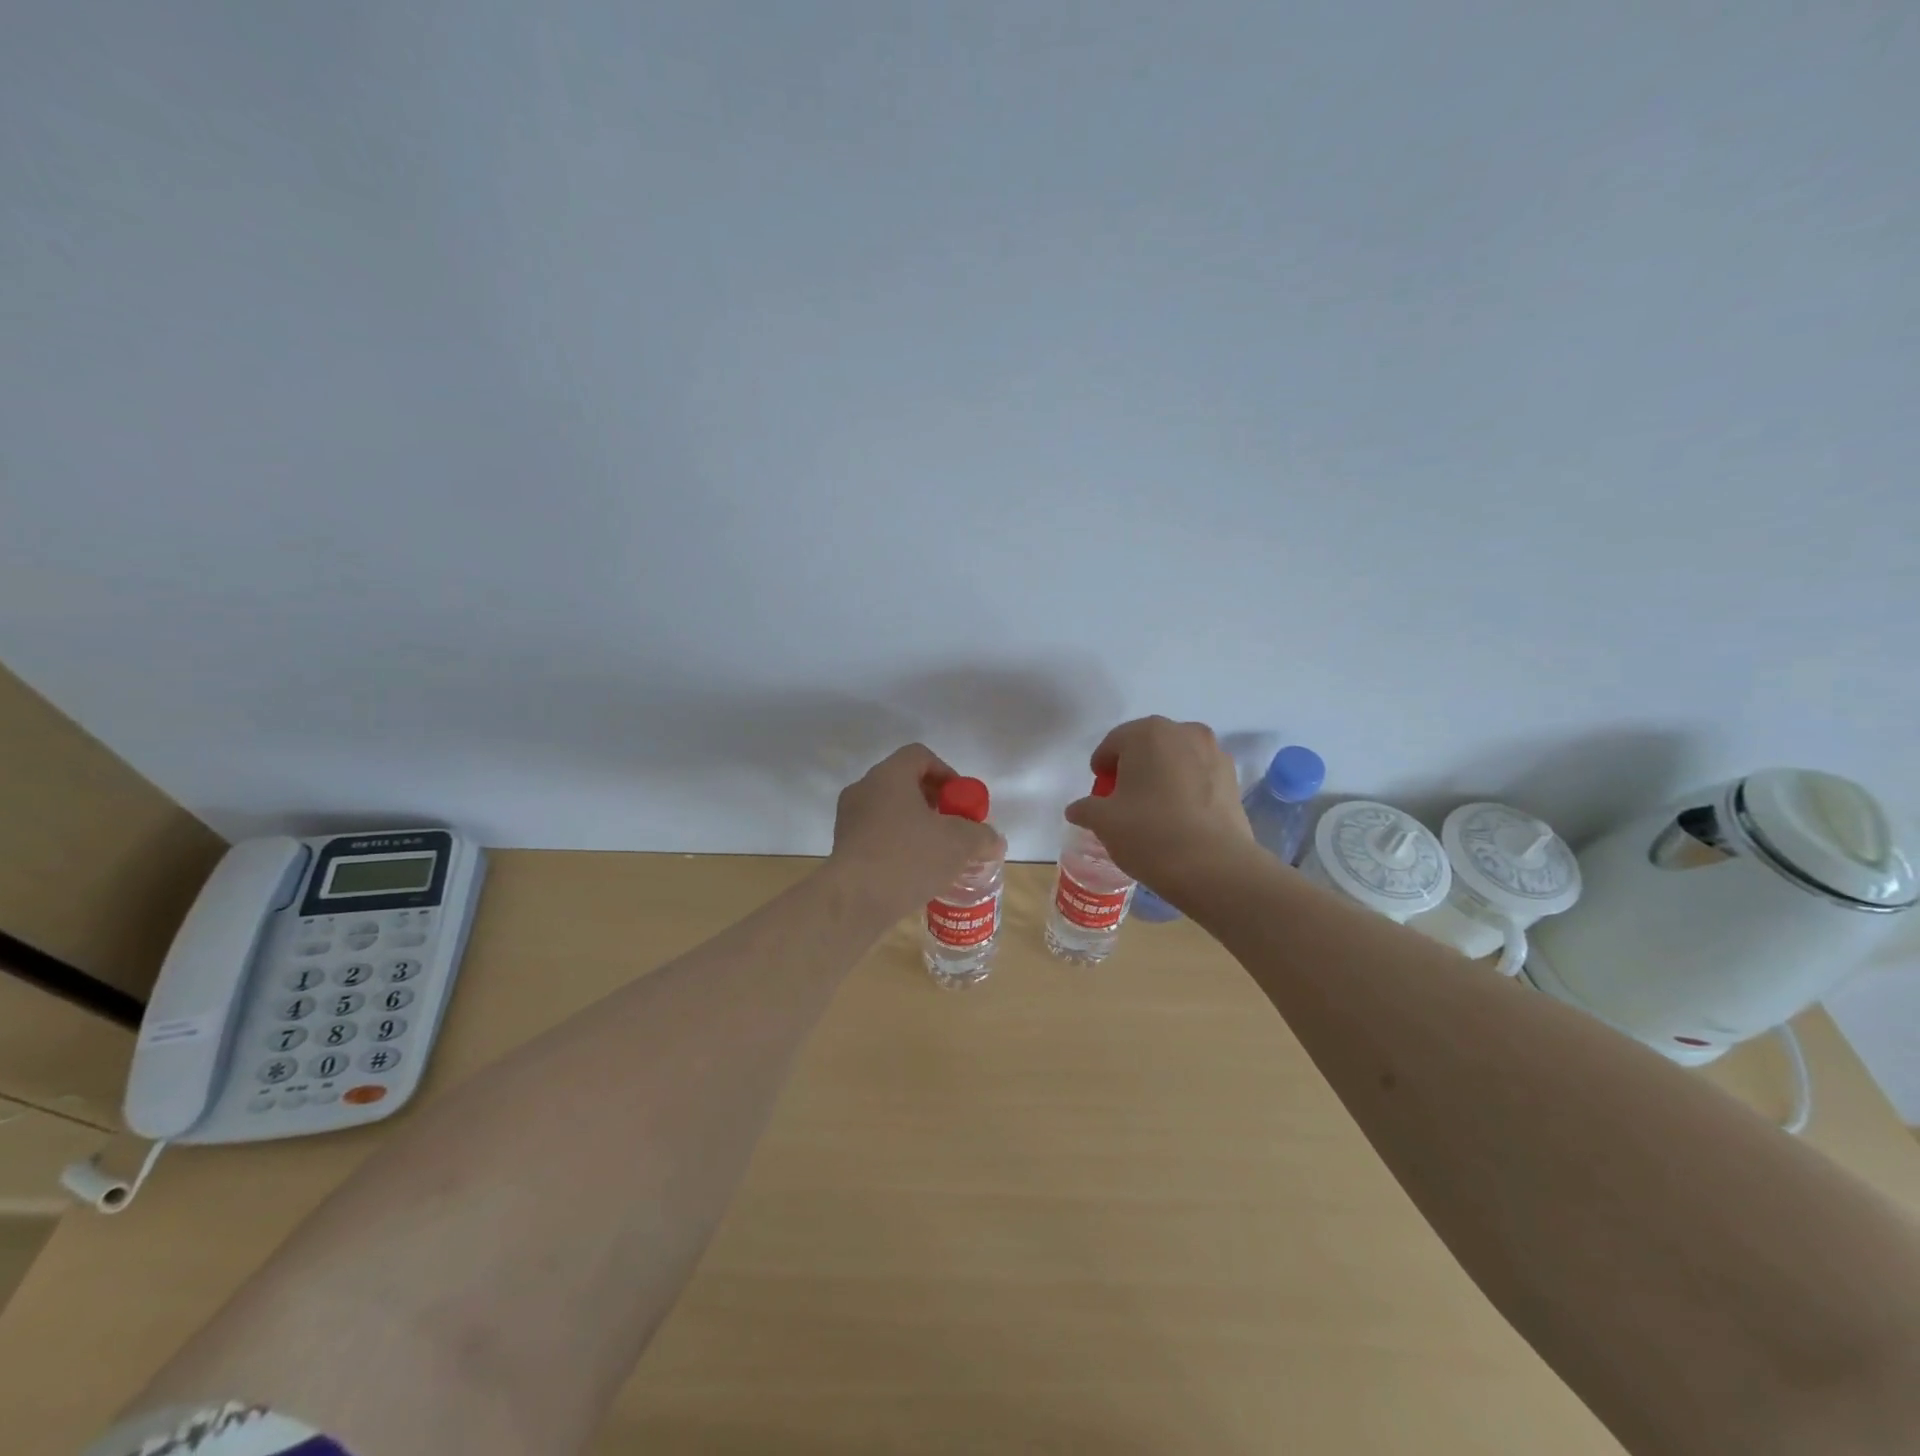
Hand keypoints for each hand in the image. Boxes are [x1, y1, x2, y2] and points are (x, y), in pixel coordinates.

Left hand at [828, 744, 1003, 918]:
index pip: (920, 755)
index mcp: (889, 776)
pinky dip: (898, 844)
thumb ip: (981, 836)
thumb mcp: (958, 844)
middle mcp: (864, 789)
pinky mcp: (843, 847)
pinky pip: (877, 835)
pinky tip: (915, 871)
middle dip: (934, 803)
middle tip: (954, 827)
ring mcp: (849, 819)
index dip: (947, 773)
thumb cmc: (908, 857)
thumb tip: (994, 841)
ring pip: (890, 811)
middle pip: (905, 783)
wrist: (854, 900)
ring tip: (937, 853)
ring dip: (916, 826)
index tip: (962, 802)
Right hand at [1065, 716, 1254, 899]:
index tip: (1099, 791)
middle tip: (1123, 799)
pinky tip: (1180, 817)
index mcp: (1148, 733)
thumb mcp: (1104, 822)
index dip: (1102, 766)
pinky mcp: (1233, 779)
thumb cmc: (1149, 833)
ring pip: (1177, 759)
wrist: (1214, 867)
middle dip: (1133, 767)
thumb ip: (1086, 808)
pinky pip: (1199, 776)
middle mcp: (1184, 732)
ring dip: (1162, 775)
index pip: (1114, 742)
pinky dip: (1186, 788)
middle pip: (1148, 745)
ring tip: (1154, 809)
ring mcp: (1214, 753)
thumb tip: (1077, 809)